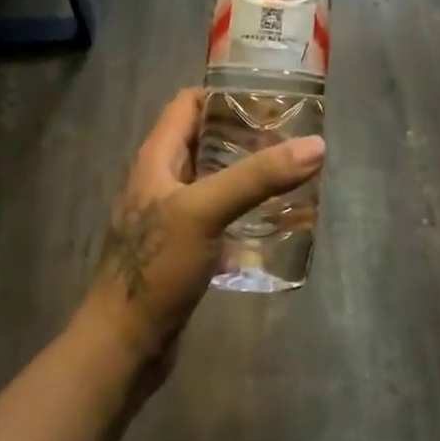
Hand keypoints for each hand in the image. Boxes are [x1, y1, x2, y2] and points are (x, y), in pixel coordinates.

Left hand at [78, 88, 324, 378]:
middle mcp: (162, 179)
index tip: (268, 97)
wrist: (124, 346)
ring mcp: (173, 216)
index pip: (188, 104)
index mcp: (157, 158)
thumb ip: (257, 177)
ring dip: (248, 173)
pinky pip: (219, 215)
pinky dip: (245, 209)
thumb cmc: (156, 267)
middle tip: (291, 135)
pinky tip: (276, 218)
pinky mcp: (185, 248)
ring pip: (215, 179)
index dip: (224, 94)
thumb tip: (315, 145)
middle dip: (246, 134)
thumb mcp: (205, 211)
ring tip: (291, 171)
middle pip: (206, 140)